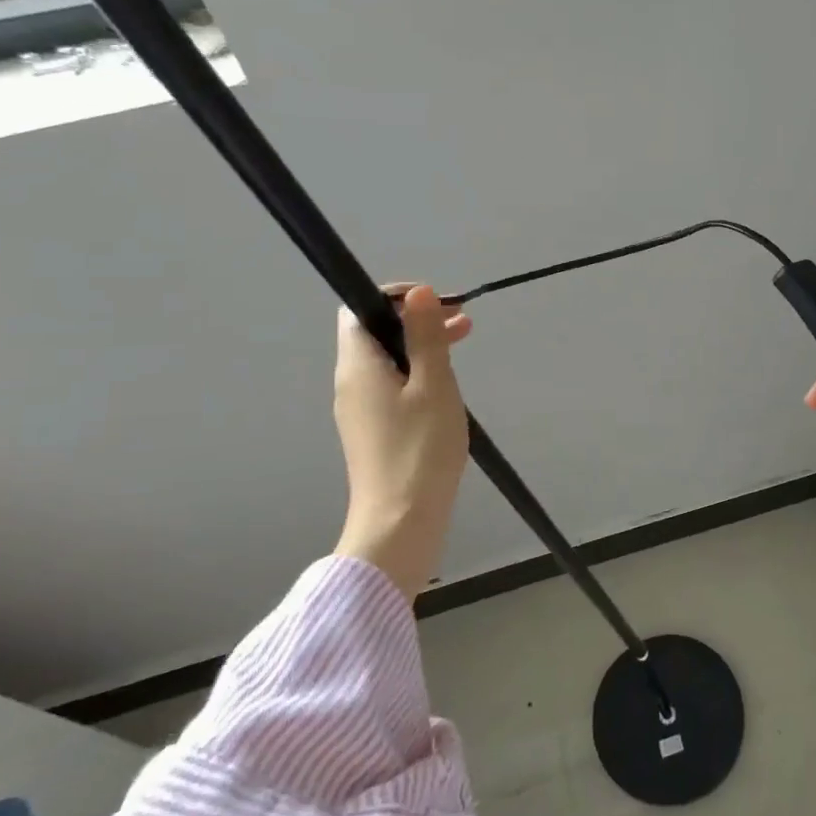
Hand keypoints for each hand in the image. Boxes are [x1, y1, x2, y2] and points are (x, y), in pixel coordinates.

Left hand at [333, 285, 472, 596]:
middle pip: (376, 333)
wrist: (401, 522)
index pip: (359, 310)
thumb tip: (419, 292)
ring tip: (464, 342)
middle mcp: (351, 383)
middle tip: (462, 321)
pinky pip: (392, 386)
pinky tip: (446, 384)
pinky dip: (418, 372)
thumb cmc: (420, 449)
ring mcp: (360, 410)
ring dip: (422, 345)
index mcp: (358, 366)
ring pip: (388, 360)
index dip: (396, 297)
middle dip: (417, 319)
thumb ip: (426, 336)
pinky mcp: (373, 431)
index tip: (437, 302)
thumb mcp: (434, 384)